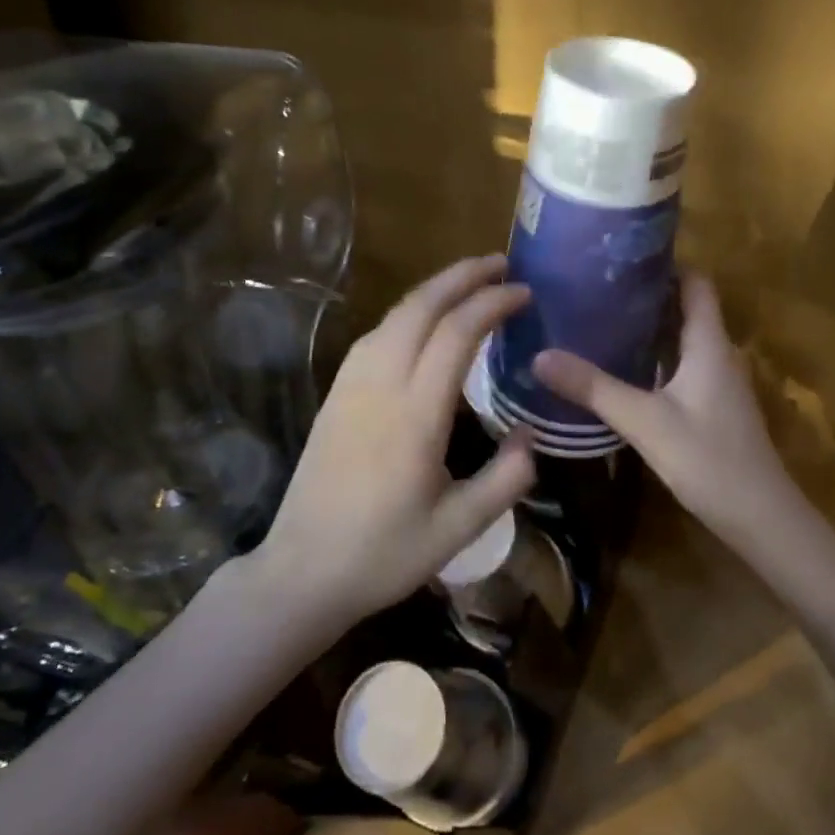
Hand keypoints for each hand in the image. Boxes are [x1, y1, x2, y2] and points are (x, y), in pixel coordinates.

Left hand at [253, 255, 536, 622]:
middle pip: (421, 307)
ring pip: (395, 315)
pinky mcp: (336, 393)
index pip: (457, 334)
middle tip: (500, 262)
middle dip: (462, 276)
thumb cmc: (384, 554)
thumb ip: (506, 480)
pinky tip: (424, 320)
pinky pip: (376, 334)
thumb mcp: (459, 529)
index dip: (493, 304)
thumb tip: (532, 435)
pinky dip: (408, 312)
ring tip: (468, 281)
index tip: (524, 293)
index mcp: (415, 416)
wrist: (302, 571)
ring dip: (434, 288)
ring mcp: (352, 385)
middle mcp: (381, 386)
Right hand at [534, 274, 799, 541]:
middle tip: (597, 287)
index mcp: (710, 343)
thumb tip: (541, 355)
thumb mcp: (645, 422)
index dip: (666, 264)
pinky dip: (655, 359)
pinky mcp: (713, 408)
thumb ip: (595, 388)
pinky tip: (623, 369)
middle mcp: (719, 354)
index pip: (696, 283)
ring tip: (601, 319)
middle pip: (687, 308)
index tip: (623, 255)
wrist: (761, 519)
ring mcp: (719, 383)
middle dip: (647, 294)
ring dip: (650, 328)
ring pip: (683, 340)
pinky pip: (683, 367)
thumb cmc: (709, 459)